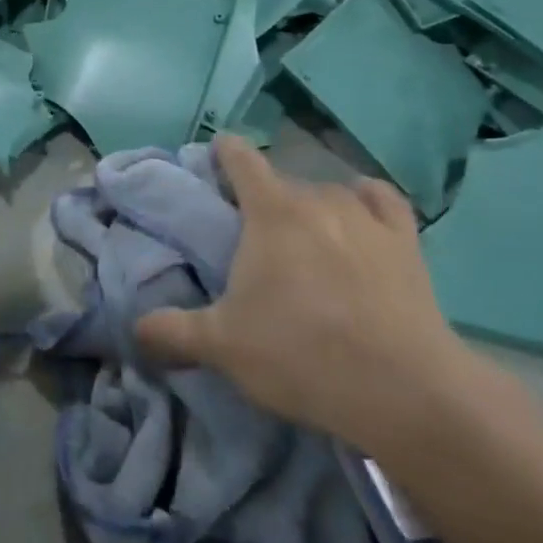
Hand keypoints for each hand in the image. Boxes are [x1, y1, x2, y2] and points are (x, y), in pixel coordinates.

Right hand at [135, 136, 475, 456]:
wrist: (403, 390)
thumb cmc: (300, 355)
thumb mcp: (221, 347)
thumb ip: (171, 331)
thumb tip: (136, 328)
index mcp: (270, 212)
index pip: (241, 159)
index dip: (225, 152)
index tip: (215, 156)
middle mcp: (317, 198)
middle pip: (282, 182)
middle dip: (263, 201)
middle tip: (253, 238)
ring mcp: (366, 217)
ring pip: (328, 193)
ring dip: (311, 208)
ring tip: (306, 241)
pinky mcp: (406, 241)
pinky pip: (380, 201)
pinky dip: (365, 202)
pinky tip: (361, 218)